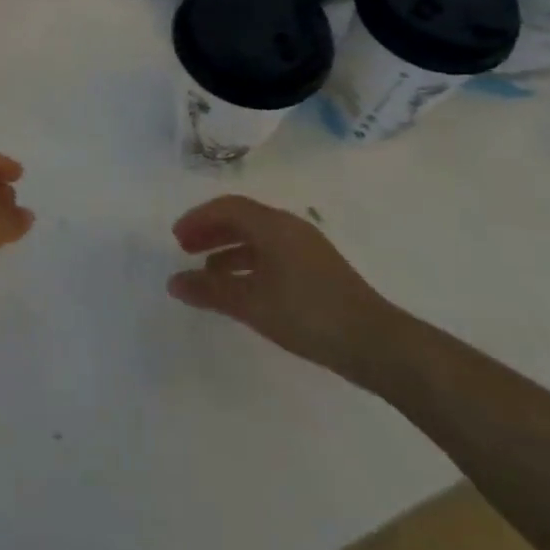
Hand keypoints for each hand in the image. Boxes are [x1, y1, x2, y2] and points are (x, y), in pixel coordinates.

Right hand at [167, 196, 405, 387]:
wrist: (375, 343)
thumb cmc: (307, 314)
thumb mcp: (251, 303)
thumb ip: (210, 291)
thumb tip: (173, 282)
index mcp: (273, 225)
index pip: (227, 207)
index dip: (198, 219)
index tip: (176, 239)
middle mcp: (289, 228)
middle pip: (242, 218)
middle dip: (211, 231)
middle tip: (186, 251)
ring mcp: (306, 248)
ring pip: (257, 238)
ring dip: (228, 250)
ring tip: (207, 275)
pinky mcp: (316, 270)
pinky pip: (272, 254)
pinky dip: (248, 264)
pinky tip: (241, 290)